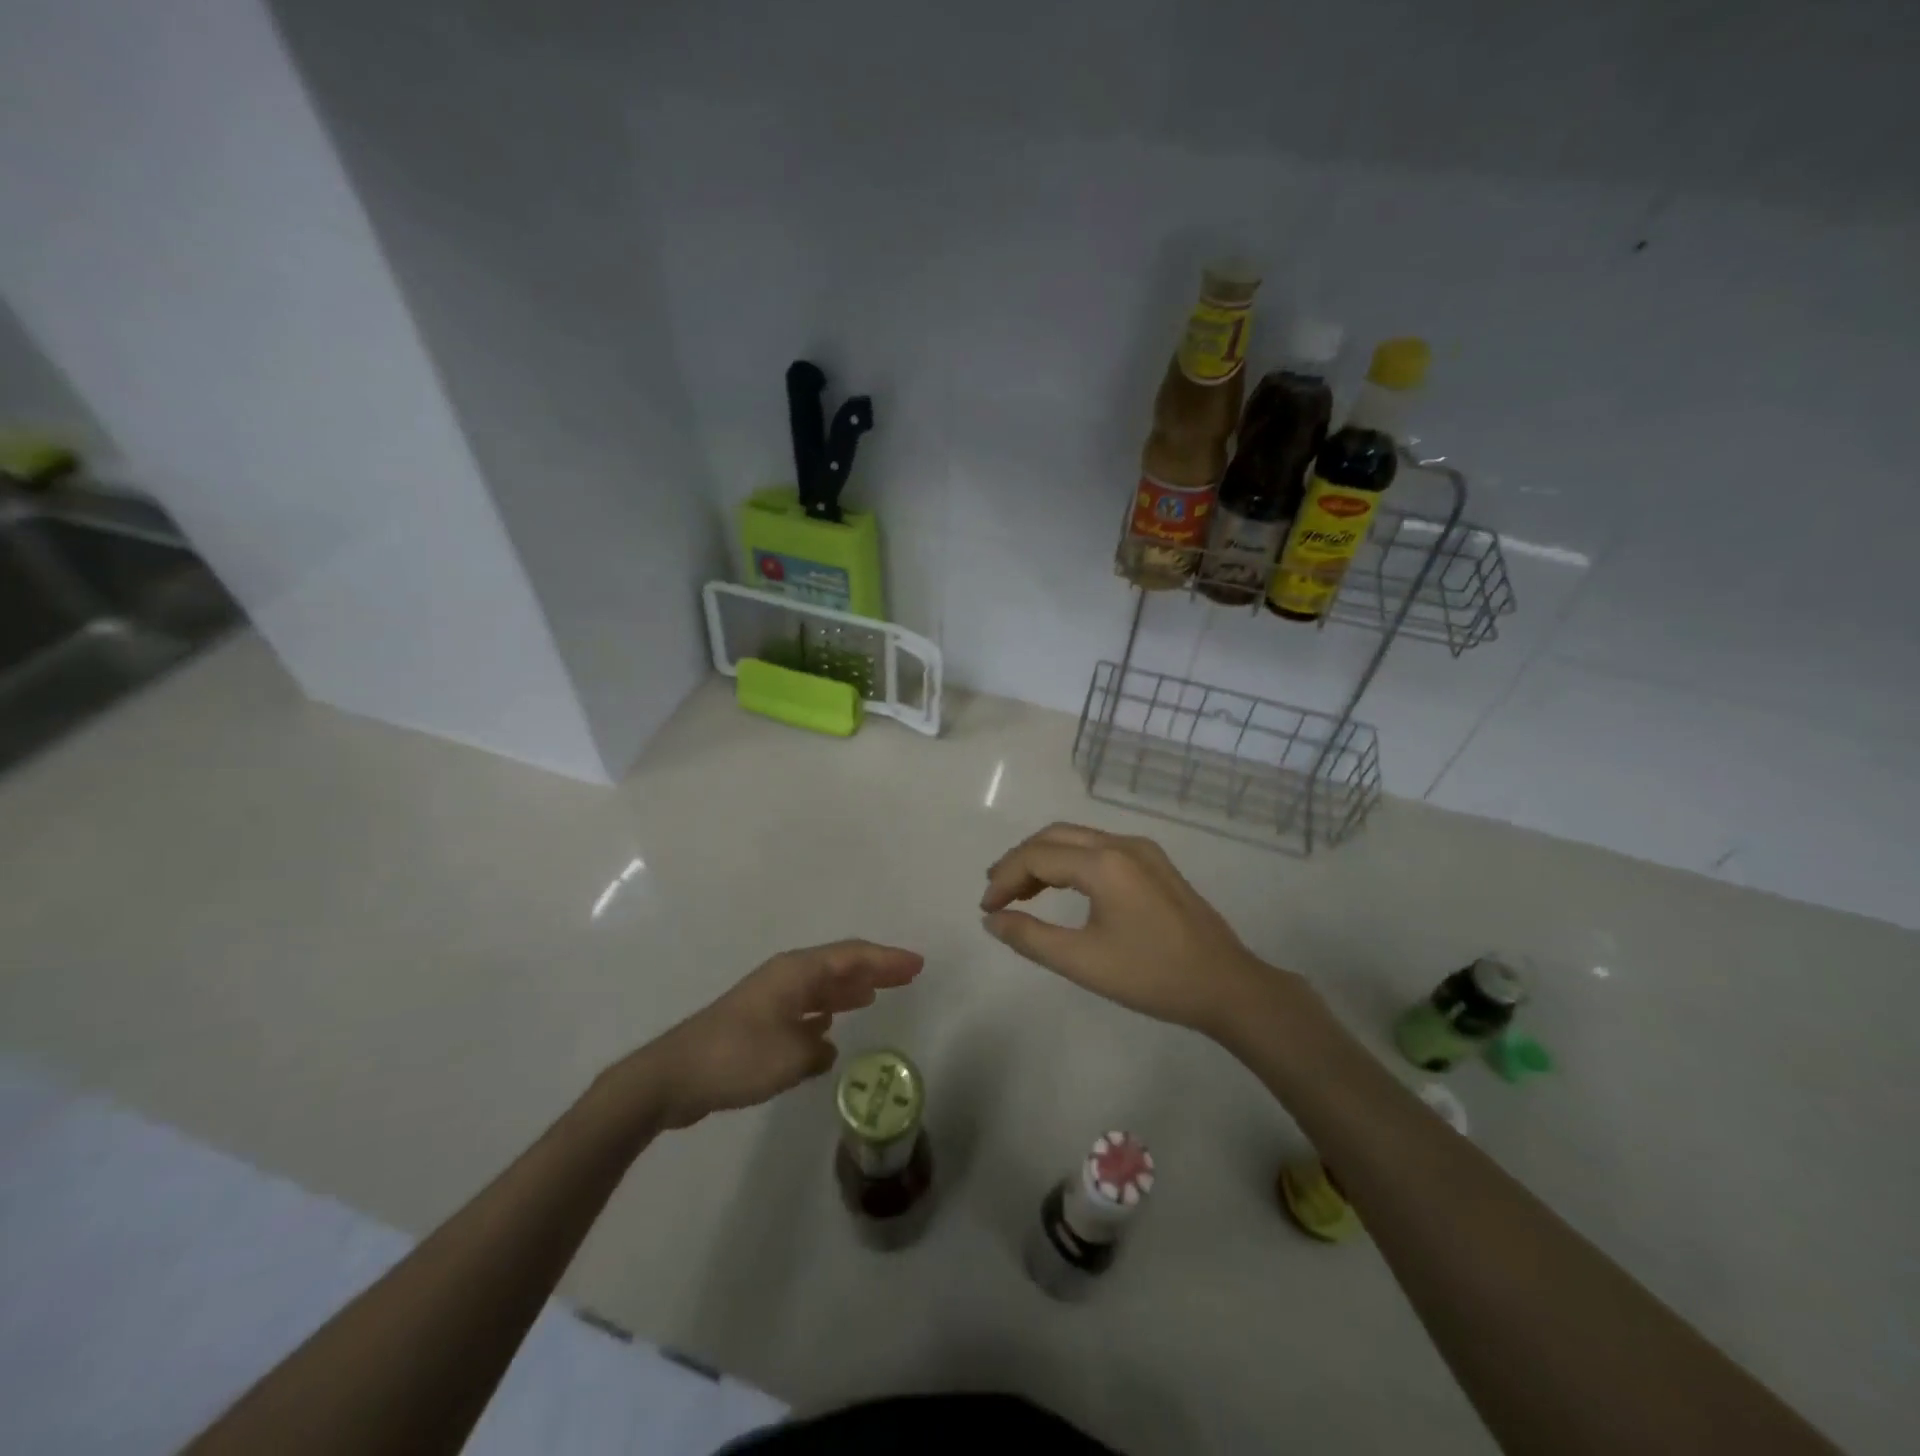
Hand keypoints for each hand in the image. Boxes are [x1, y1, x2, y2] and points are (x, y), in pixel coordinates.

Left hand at [623, 941, 922, 1129]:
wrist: (673, 1077)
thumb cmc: (736, 1058)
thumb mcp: (790, 1056)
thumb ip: (817, 1048)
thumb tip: (824, 1045)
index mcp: (796, 973)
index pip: (852, 957)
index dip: (887, 959)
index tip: (917, 964)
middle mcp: (786, 977)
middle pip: (840, 965)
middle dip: (875, 968)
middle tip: (909, 975)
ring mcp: (770, 998)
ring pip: (822, 985)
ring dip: (850, 988)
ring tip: (878, 993)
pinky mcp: (758, 1022)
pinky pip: (805, 1006)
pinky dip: (826, 1010)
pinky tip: (832, 1026)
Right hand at [981, 823, 1271, 1034]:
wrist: (1226, 985)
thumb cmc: (1152, 976)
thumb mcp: (1083, 962)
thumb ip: (1030, 938)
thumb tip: (993, 920)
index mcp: (1104, 863)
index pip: (1037, 857)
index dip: (1005, 879)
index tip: (986, 910)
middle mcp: (1122, 844)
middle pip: (1055, 837)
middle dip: (1019, 861)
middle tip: (997, 894)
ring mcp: (1143, 850)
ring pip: (1078, 838)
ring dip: (1044, 858)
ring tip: (1021, 892)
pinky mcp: (1155, 863)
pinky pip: (1100, 848)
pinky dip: (1071, 861)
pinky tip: (1062, 888)